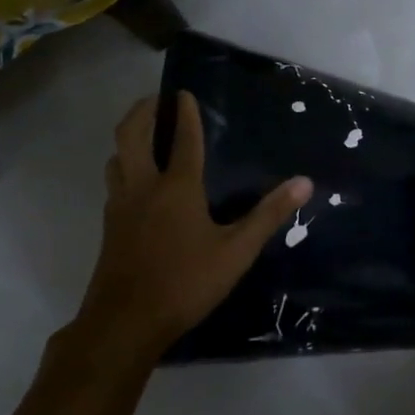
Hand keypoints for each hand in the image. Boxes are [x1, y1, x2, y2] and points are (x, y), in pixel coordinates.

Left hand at [71, 94, 311, 361]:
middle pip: (131, 135)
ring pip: (116, 158)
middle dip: (141, 111)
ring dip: (127, 139)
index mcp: (176, 188)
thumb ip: (268, 215)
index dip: (185, 114)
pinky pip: (114, 183)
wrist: (125, 322)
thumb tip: (304, 182)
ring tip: (143, 136)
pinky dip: (123, 168)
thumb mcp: (236, 252)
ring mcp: (121, 207)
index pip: (182, 139)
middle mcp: (143, 187)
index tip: (184, 92)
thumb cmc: (186, 283)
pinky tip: (136, 185)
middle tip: (155, 101)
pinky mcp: (110, 228)